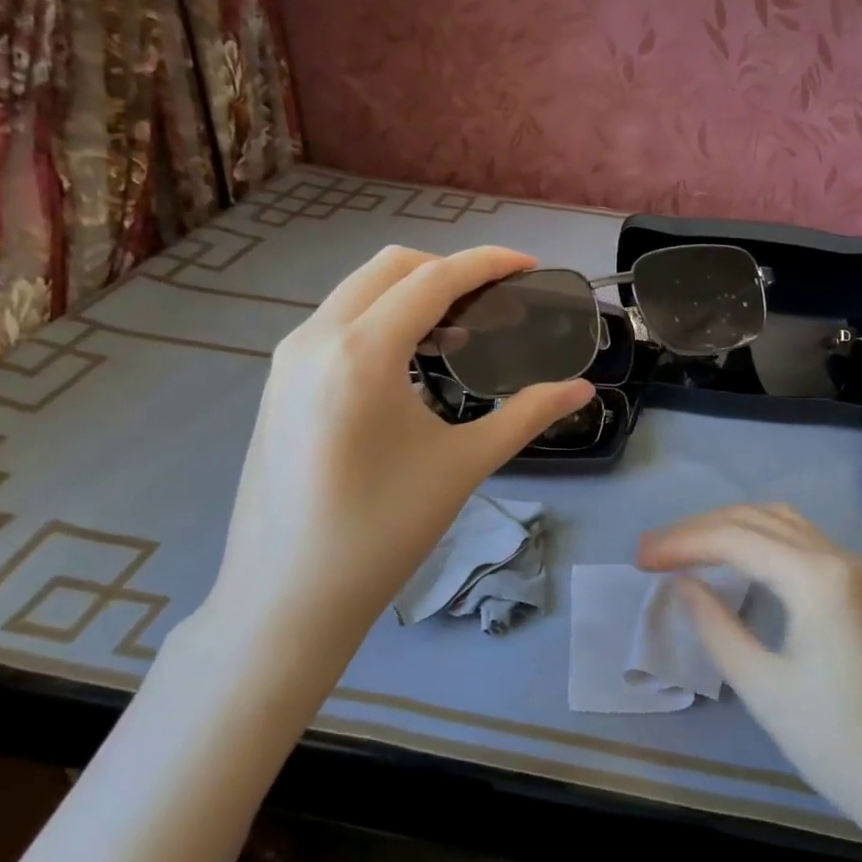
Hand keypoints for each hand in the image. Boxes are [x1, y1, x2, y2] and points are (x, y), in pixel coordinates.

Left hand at [189, 246, 593, 697]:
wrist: (289, 596)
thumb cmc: (384, 531)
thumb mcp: (464, 464)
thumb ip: (528, 414)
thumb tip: (583, 388)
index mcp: (361, 352)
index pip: (433, 279)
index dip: (487, 264)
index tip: (530, 267)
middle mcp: (316, 338)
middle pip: (391, 268)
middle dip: (450, 270)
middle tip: (498, 302)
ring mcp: (288, 358)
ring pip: (359, 291)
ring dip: (414, 294)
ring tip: (462, 331)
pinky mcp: (279, 382)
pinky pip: (338, 322)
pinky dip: (383, 319)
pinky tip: (413, 362)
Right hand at [637, 505, 861, 831]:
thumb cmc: (841, 744)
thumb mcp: (764, 688)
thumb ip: (716, 626)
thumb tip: (683, 584)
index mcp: (817, 576)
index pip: (735, 538)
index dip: (681, 542)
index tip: (638, 559)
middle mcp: (838, 558)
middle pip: (757, 518)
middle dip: (700, 528)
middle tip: (652, 553)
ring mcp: (855, 572)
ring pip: (782, 525)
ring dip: (731, 528)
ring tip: (686, 550)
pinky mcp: (860, 591)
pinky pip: (801, 545)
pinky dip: (760, 542)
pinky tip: (737, 563)